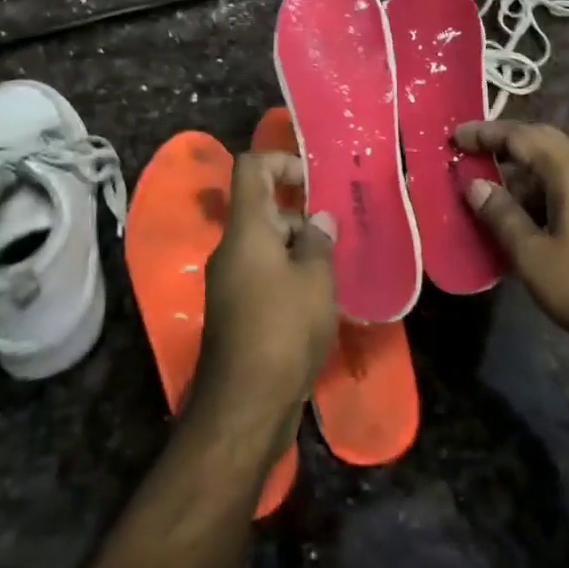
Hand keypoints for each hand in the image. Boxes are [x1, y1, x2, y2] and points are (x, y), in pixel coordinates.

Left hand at [193, 152, 337, 445]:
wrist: (245, 406)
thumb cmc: (283, 328)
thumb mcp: (314, 278)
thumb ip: (318, 241)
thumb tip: (319, 219)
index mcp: (246, 229)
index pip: (251, 168)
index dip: (281, 161)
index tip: (313, 180)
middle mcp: (232, 249)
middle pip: (262, 208)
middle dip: (300, 213)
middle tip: (337, 230)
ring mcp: (231, 282)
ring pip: (266, 245)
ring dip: (299, 248)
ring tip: (336, 267)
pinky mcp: (237, 312)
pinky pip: (265, 275)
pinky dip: (290, 275)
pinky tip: (320, 298)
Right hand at [456, 120, 568, 371]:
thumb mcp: (534, 257)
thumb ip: (501, 215)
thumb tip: (474, 184)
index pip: (522, 136)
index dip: (486, 134)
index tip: (455, 137)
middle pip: (544, 142)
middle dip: (506, 143)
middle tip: (472, 153)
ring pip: (559, 166)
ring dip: (524, 171)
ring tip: (493, 192)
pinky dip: (543, 190)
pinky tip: (528, 219)